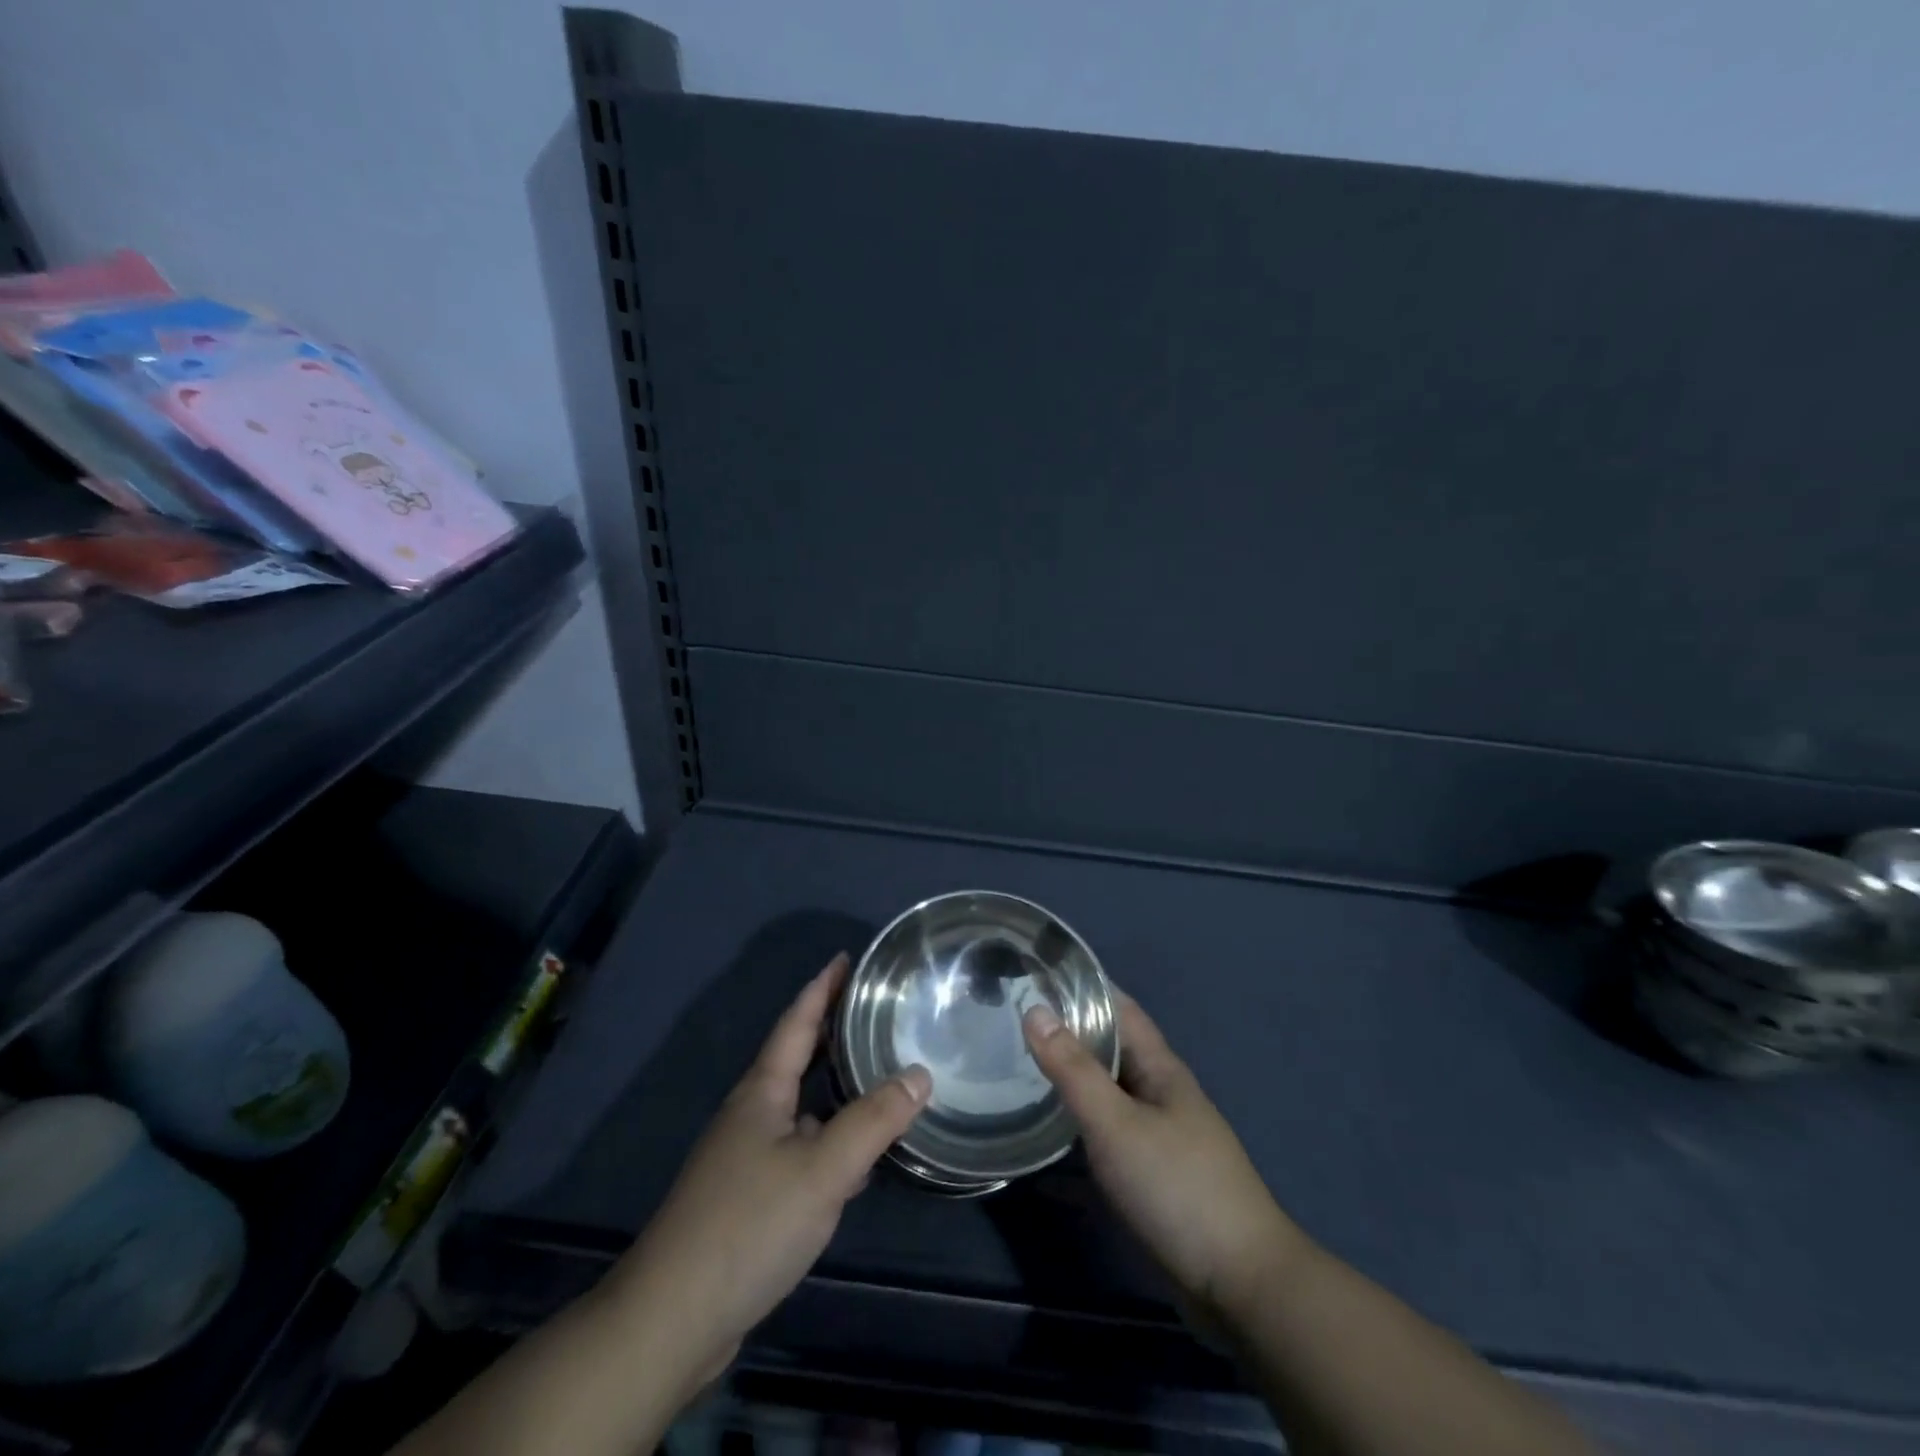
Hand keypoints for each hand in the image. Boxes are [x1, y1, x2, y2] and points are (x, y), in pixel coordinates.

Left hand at [610, 954, 930, 1392]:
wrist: (672, 1317)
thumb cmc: (749, 1225)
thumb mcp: (823, 1169)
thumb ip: (874, 1120)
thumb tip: (919, 1073)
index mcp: (762, 1091)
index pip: (797, 1022)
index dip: (822, 988)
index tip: (845, 957)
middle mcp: (751, 1113)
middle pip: (796, 1057)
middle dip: (831, 1031)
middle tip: (873, 1010)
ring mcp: (745, 1156)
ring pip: (799, 1106)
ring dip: (833, 1087)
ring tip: (876, 1074)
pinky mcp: (748, 1196)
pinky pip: (798, 1146)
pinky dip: (829, 1137)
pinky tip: (855, 1158)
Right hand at [1024, 994, 1304, 1322]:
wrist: (1240, 1285)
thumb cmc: (1177, 1187)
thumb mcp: (1116, 1124)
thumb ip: (1073, 1069)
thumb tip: (1035, 1009)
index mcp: (1161, 1068)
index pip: (1119, 1008)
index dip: (1083, 986)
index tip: (1037, 972)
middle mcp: (1161, 1093)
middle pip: (1111, 1048)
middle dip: (1069, 1030)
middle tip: (1012, 1017)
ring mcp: (1159, 1136)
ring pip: (1108, 1091)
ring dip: (1071, 1076)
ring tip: (1018, 1064)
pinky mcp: (1152, 1175)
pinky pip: (1107, 1133)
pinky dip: (1079, 1123)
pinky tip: (1047, 1130)